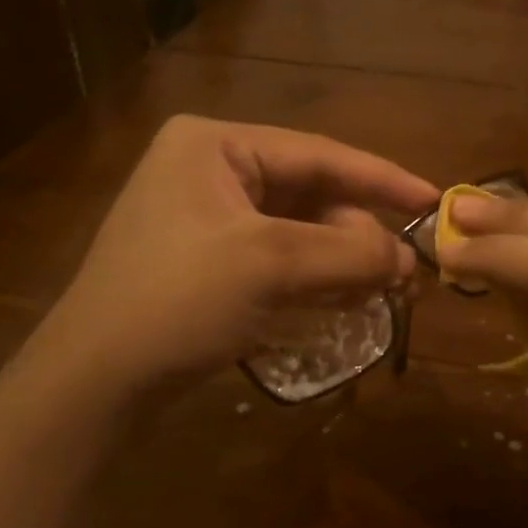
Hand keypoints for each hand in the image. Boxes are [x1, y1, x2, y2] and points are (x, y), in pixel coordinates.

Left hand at [37, 116, 436, 398]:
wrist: (92, 384)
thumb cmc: (176, 302)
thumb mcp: (271, 265)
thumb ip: (349, 252)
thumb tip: (410, 258)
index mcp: (214, 144)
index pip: (318, 153)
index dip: (382, 178)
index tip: (435, 200)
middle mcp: (209, 168)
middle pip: (310, 193)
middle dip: (359, 233)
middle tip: (407, 273)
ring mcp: (205, 216)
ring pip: (298, 228)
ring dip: (342, 258)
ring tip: (385, 291)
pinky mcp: (206, 260)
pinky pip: (278, 256)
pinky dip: (315, 276)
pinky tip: (346, 300)